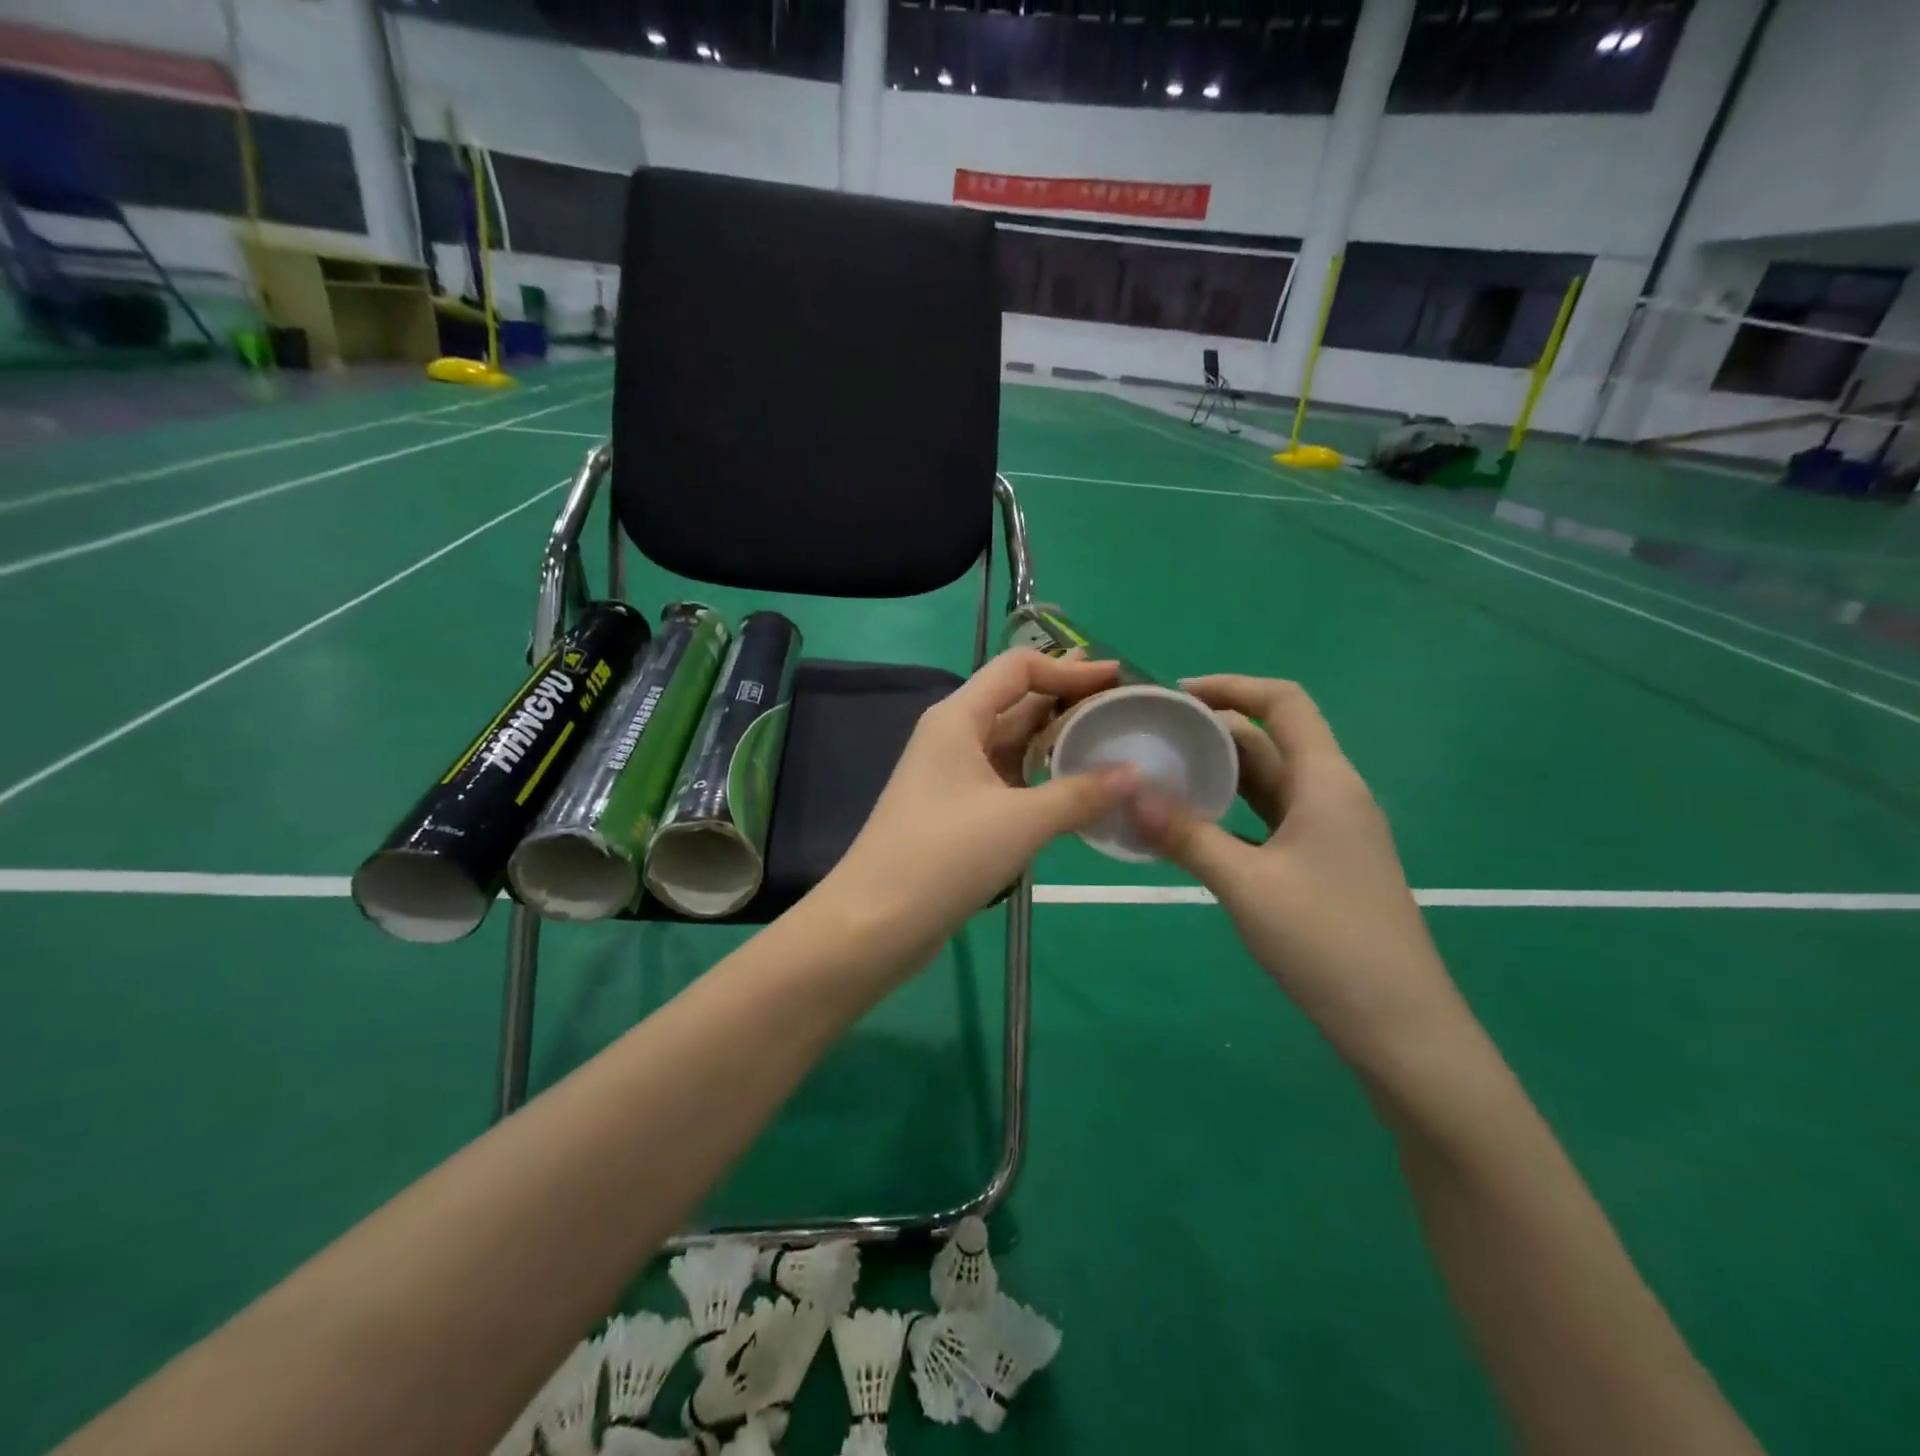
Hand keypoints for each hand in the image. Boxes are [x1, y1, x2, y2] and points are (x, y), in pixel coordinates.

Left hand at [822, 649, 1136, 962]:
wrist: (876, 922)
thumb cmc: (945, 856)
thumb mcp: (1020, 821)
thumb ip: (1080, 793)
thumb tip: (1136, 774)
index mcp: (959, 718)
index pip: (1018, 669)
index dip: (1069, 668)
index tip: (1117, 677)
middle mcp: (953, 735)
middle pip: (1016, 701)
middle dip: (1066, 698)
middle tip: (1120, 702)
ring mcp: (952, 774)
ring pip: (1012, 743)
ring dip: (1056, 739)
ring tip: (1107, 739)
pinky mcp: (957, 810)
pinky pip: (1006, 777)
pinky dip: (1041, 775)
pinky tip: (1076, 786)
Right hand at [1130, 675, 1464, 1062]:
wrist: (1400, 1025)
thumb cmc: (1327, 941)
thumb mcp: (1246, 885)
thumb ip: (1186, 836)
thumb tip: (1127, 795)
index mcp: (1326, 781)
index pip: (1284, 702)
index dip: (1233, 686)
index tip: (1177, 694)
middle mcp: (1333, 794)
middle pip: (1272, 740)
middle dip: (1214, 731)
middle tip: (1154, 738)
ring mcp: (1331, 832)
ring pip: (1270, 782)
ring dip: (1221, 773)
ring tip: (1163, 775)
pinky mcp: (1324, 864)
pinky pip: (1271, 818)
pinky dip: (1233, 811)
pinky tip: (1194, 827)